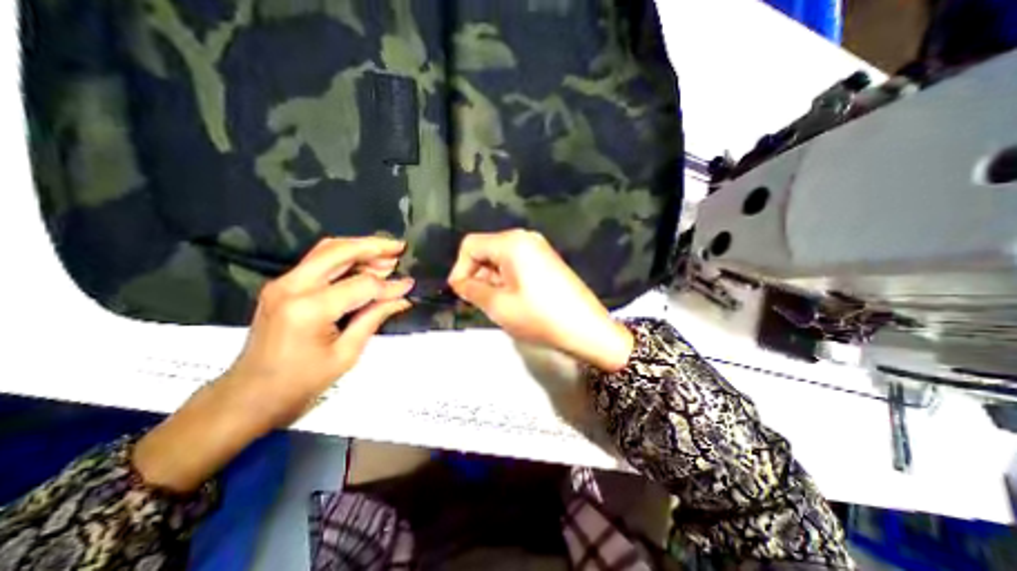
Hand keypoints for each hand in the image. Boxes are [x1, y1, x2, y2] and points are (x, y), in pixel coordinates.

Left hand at [135, 233, 412, 491]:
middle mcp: (292, 286)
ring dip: (360, 248)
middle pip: (339, 251)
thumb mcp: (346, 354)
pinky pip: (319, 261)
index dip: (389, 285)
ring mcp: (283, 283)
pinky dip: (345, 258)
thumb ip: (374, 318)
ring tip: (388, 254)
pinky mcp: (282, 286)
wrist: (248, 397)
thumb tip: (402, 298)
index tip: (410, 285)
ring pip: (327, 250)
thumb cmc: (300, 383)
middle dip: (373, 246)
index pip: (361, 285)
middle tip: (400, 247)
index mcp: (309, 308)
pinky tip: (365, 264)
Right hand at [447, 230, 632, 372]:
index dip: (460, 269)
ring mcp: (539, 249)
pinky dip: (506, 279)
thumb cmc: (539, 317)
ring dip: (491, 279)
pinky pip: (516, 264)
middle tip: (479, 302)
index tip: (461, 294)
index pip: (470, 245)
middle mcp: (525, 238)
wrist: (586, 329)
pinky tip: (512, 299)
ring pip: (500, 259)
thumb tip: (460, 282)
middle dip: (477, 275)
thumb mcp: (498, 305)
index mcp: (512, 242)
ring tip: (497, 304)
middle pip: (486, 250)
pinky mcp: (546, 261)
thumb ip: (472, 290)